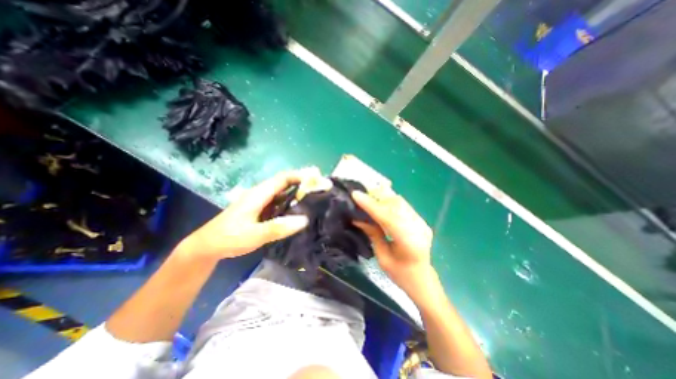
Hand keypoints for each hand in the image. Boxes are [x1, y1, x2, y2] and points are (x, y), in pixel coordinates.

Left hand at [175, 168, 320, 260]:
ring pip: (283, 192)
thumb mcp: (254, 235)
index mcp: (259, 194)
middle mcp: (261, 194)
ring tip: (315, 194)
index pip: (283, 178)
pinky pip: (280, 201)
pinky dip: (292, 201)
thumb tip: (304, 220)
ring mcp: (261, 201)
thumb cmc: (229, 238)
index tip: (316, 177)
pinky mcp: (261, 209)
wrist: (207, 246)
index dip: (300, 175)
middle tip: (321, 185)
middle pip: (285, 182)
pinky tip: (300, 207)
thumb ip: (278, 227)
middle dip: (303, 181)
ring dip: (299, 191)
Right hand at [351, 191, 435, 302]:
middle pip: (396, 204)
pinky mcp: (421, 220)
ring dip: (382, 197)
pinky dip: (389, 201)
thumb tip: (357, 218)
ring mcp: (422, 222)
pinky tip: (380, 203)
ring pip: (400, 201)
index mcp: (409, 242)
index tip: (356, 194)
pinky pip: (403, 205)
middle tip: (360, 193)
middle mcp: (419, 228)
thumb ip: (373, 234)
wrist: (423, 279)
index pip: (387, 217)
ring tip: (368, 196)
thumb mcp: (382, 258)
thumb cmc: (401, 275)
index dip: (370, 205)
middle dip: (376, 196)